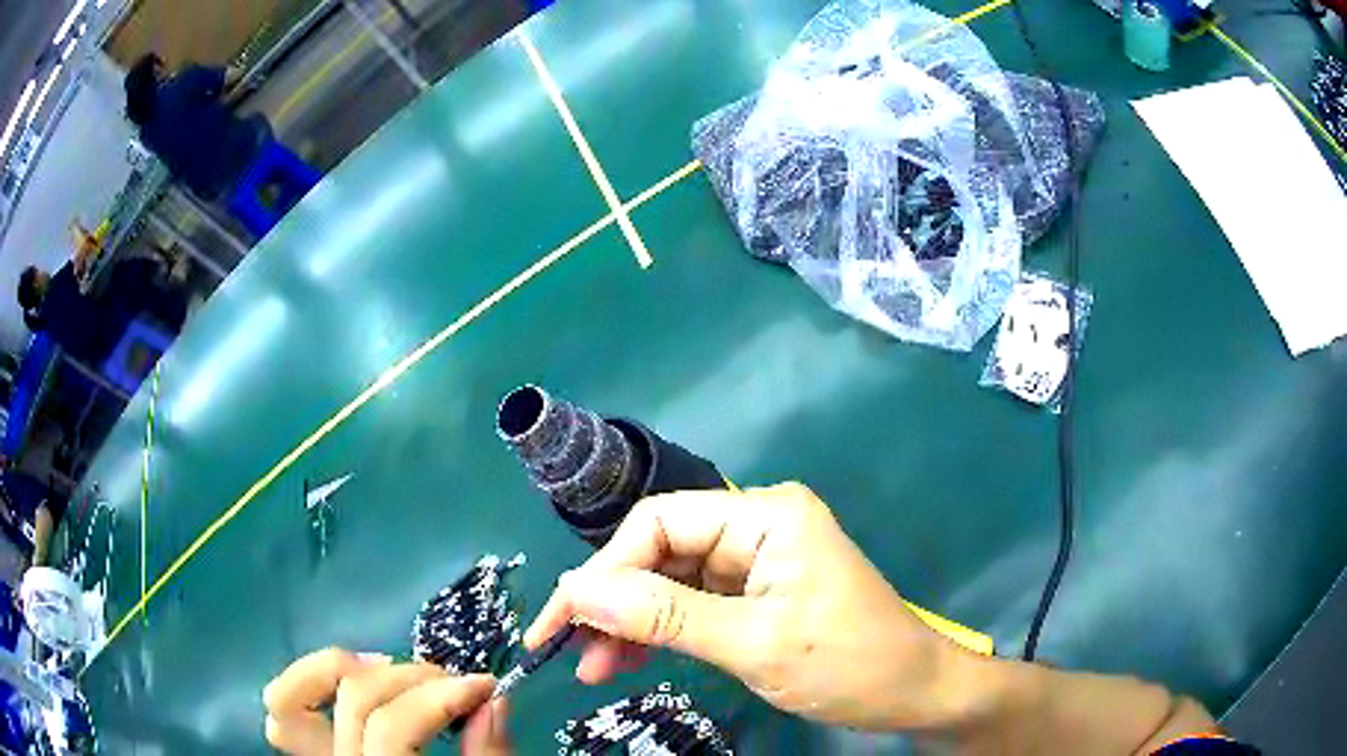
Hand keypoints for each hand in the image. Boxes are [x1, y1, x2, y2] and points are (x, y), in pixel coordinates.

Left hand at [263, 648, 510, 754]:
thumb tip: (492, 698)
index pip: (391, 729)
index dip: (438, 698)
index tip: (485, 687)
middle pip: (354, 701)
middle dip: (410, 678)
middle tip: (453, 683)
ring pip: (288, 701)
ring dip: (341, 670)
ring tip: (392, 668)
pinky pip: (284, 712)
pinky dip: (307, 683)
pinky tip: (351, 677)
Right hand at [524, 483, 980, 731]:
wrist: (915, 694)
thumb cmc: (850, 664)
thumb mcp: (755, 644)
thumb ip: (665, 617)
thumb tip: (577, 593)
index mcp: (765, 515)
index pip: (660, 523)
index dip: (605, 569)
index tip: (565, 618)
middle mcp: (756, 527)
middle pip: (660, 554)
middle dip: (612, 602)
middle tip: (569, 650)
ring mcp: (756, 564)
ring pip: (669, 584)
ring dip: (628, 624)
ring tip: (593, 667)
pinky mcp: (756, 597)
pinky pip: (690, 608)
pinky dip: (658, 635)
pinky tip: (627, 661)